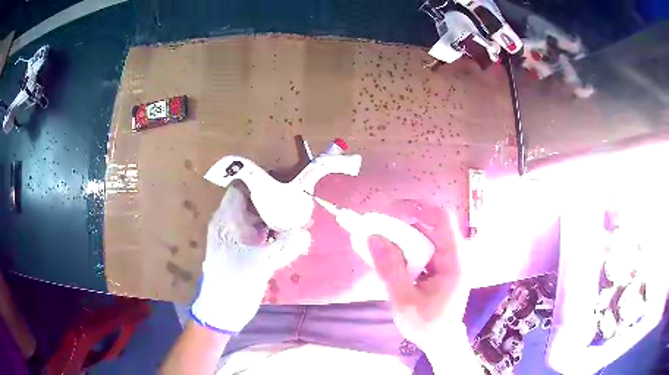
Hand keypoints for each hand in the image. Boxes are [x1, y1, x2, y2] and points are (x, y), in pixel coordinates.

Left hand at [190, 184, 310, 333]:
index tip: (283, 181)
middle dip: (274, 199)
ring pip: (259, 219)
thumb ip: (284, 247)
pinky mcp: (247, 251)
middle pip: (252, 202)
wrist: (223, 310)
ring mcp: (239, 238)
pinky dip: (276, 233)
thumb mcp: (259, 264)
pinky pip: (262, 235)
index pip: (240, 189)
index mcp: (226, 221)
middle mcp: (231, 225)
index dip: (259, 182)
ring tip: (300, 215)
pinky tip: (293, 236)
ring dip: (277, 217)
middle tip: (298, 198)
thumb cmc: (233, 283)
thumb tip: (305, 233)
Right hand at [368, 203, 470, 354]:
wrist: (441, 342)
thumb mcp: (404, 300)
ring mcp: (448, 261)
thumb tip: (372, 237)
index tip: (391, 211)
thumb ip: (390, 269)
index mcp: (455, 261)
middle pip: (431, 226)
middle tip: (377, 228)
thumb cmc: (427, 325)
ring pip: (425, 237)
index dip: (418, 208)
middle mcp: (455, 255)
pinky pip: (423, 250)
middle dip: (403, 223)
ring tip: (379, 241)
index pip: (442, 219)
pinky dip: (405, 249)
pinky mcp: (441, 268)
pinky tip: (389, 256)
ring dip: (402, 236)